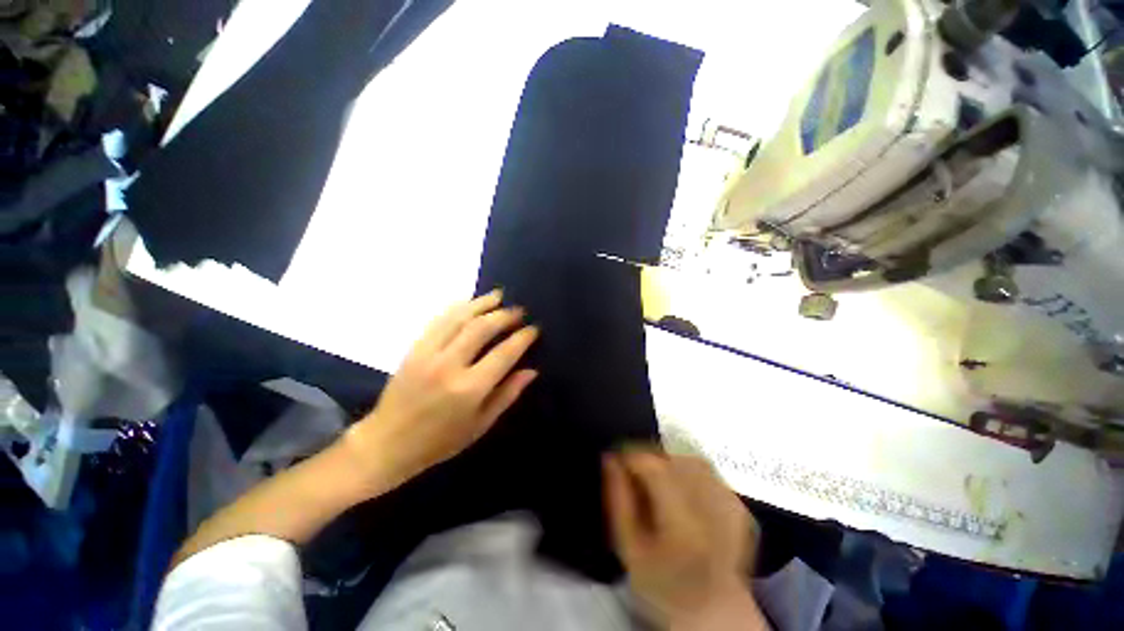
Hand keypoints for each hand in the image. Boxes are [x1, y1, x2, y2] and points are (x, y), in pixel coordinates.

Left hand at [347, 290, 538, 492]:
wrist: (387, 443)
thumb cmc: (440, 441)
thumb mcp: (481, 424)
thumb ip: (507, 394)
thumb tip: (531, 370)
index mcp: (469, 389)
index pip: (504, 353)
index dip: (522, 338)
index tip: (533, 328)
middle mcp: (449, 365)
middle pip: (482, 328)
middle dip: (504, 315)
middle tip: (519, 310)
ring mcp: (428, 353)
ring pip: (459, 318)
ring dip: (481, 303)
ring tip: (498, 296)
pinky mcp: (414, 349)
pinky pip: (438, 320)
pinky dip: (457, 308)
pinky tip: (469, 302)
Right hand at [604, 448, 763, 626]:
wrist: (714, 615)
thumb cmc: (662, 585)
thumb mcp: (628, 549)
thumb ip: (618, 499)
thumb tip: (610, 459)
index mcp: (683, 527)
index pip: (654, 467)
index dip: (631, 455)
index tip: (616, 460)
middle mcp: (713, 512)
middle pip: (674, 460)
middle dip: (649, 458)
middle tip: (635, 473)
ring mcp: (732, 508)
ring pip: (692, 461)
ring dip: (670, 463)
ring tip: (659, 484)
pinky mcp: (741, 508)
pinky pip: (709, 473)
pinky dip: (690, 473)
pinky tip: (683, 494)